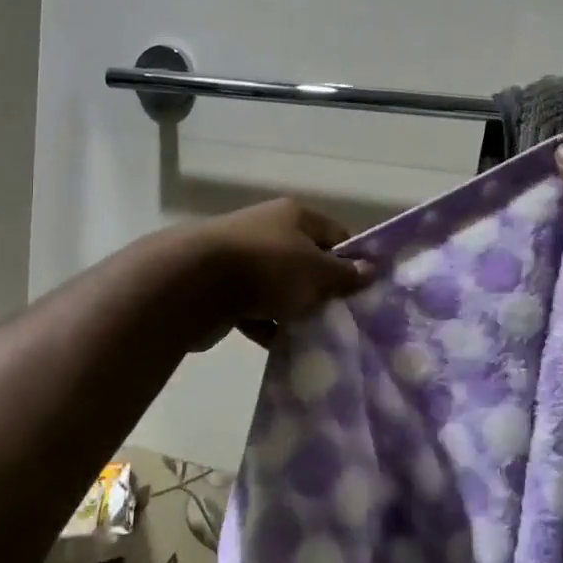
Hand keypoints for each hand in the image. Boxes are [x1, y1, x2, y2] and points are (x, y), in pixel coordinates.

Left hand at [184, 198, 373, 347]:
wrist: (191, 283)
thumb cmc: (266, 268)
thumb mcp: (315, 271)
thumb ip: (344, 274)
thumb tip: (371, 269)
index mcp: (294, 216)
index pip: (336, 234)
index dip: (353, 260)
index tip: (364, 291)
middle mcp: (268, 230)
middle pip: (306, 260)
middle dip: (322, 289)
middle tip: (341, 318)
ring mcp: (242, 258)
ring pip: (280, 286)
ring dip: (294, 309)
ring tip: (315, 337)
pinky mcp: (222, 288)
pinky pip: (254, 308)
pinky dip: (266, 325)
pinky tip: (281, 346)